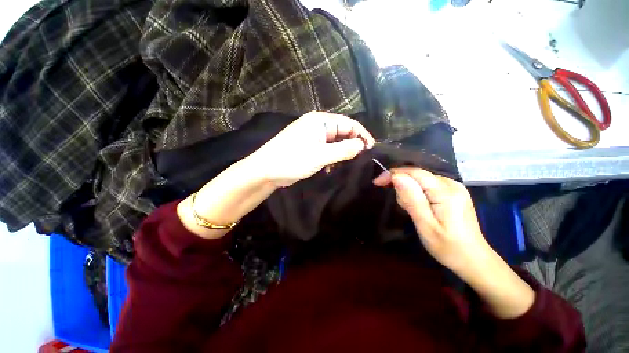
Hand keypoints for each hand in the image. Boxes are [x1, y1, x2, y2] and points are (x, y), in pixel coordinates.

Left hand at [249, 111, 374, 186]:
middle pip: (342, 133)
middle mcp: (317, 125)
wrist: (266, 170)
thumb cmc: (293, 159)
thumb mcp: (321, 155)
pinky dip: (331, 158)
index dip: (362, 136)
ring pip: (335, 143)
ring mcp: (312, 137)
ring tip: (344, 165)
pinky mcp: (309, 147)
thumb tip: (361, 146)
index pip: (349, 124)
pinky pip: (326, 150)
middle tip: (360, 160)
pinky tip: (330, 168)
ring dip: (341, 154)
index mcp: (321, 121)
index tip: (371, 150)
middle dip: (352, 146)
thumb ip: (343, 150)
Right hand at [373, 167, 487, 271]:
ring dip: (409, 192)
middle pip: (417, 175)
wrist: (473, 259)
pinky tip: (420, 207)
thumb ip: (411, 199)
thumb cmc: (448, 247)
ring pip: (420, 180)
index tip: (377, 183)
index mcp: (446, 192)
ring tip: (412, 211)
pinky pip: (427, 185)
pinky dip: (417, 193)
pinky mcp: (452, 192)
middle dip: (402, 186)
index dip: (393, 173)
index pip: (415, 172)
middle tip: (402, 207)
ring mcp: (453, 187)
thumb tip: (396, 177)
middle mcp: (452, 184)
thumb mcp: (425, 225)